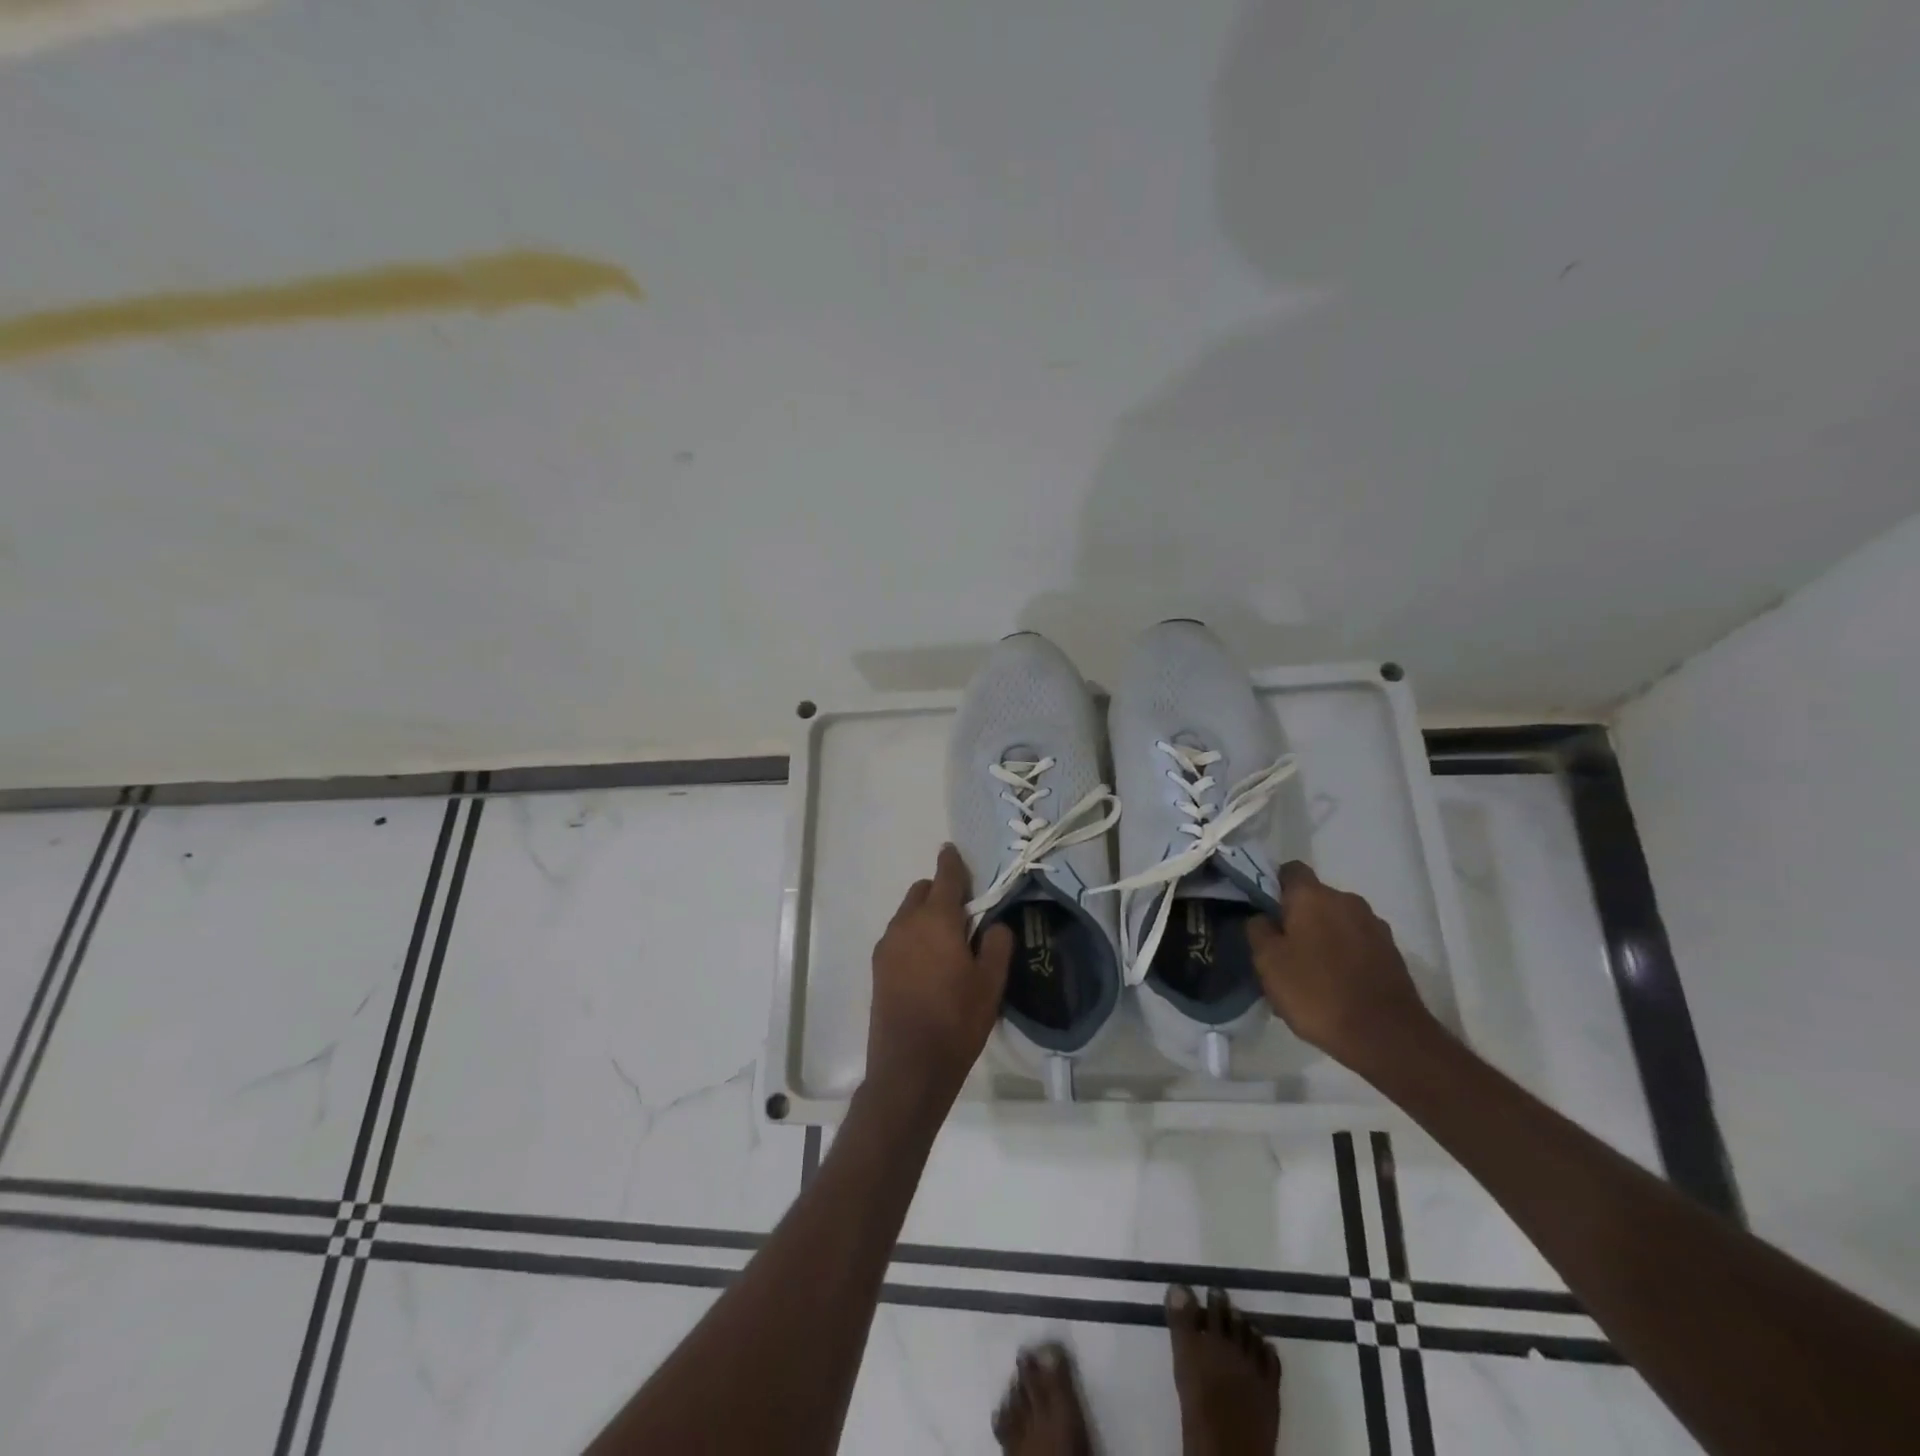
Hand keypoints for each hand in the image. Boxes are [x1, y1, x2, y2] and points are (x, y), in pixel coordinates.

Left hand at [866, 844, 1013, 1114]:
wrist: (909, 1066)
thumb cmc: (956, 1020)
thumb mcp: (991, 983)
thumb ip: (996, 944)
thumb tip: (993, 925)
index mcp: (936, 919)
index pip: (945, 877)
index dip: (952, 862)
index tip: (953, 851)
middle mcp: (905, 924)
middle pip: (922, 891)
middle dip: (940, 891)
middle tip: (965, 912)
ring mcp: (887, 946)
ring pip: (907, 914)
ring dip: (925, 914)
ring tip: (948, 941)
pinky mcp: (877, 967)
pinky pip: (898, 936)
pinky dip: (913, 935)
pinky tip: (928, 963)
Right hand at [1248, 862, 1437, 1070]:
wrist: (1387, 1038)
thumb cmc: (1317, 993)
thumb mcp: (1268, 962)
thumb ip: (1258, 930)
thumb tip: (1263, 917)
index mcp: (1313, 896)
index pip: (1289, 870)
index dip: (1272, 885)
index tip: (1261, 912)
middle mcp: (1347, 901)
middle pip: (1313, 898)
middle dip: (1296, 917)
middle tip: (1280, 950)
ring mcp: (1374, 927)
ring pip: (1336, 922)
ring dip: (1321, 937)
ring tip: (1308, 973)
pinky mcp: (1392, 953)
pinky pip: (1356, 944)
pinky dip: (1343, 956)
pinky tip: (1334, 986)